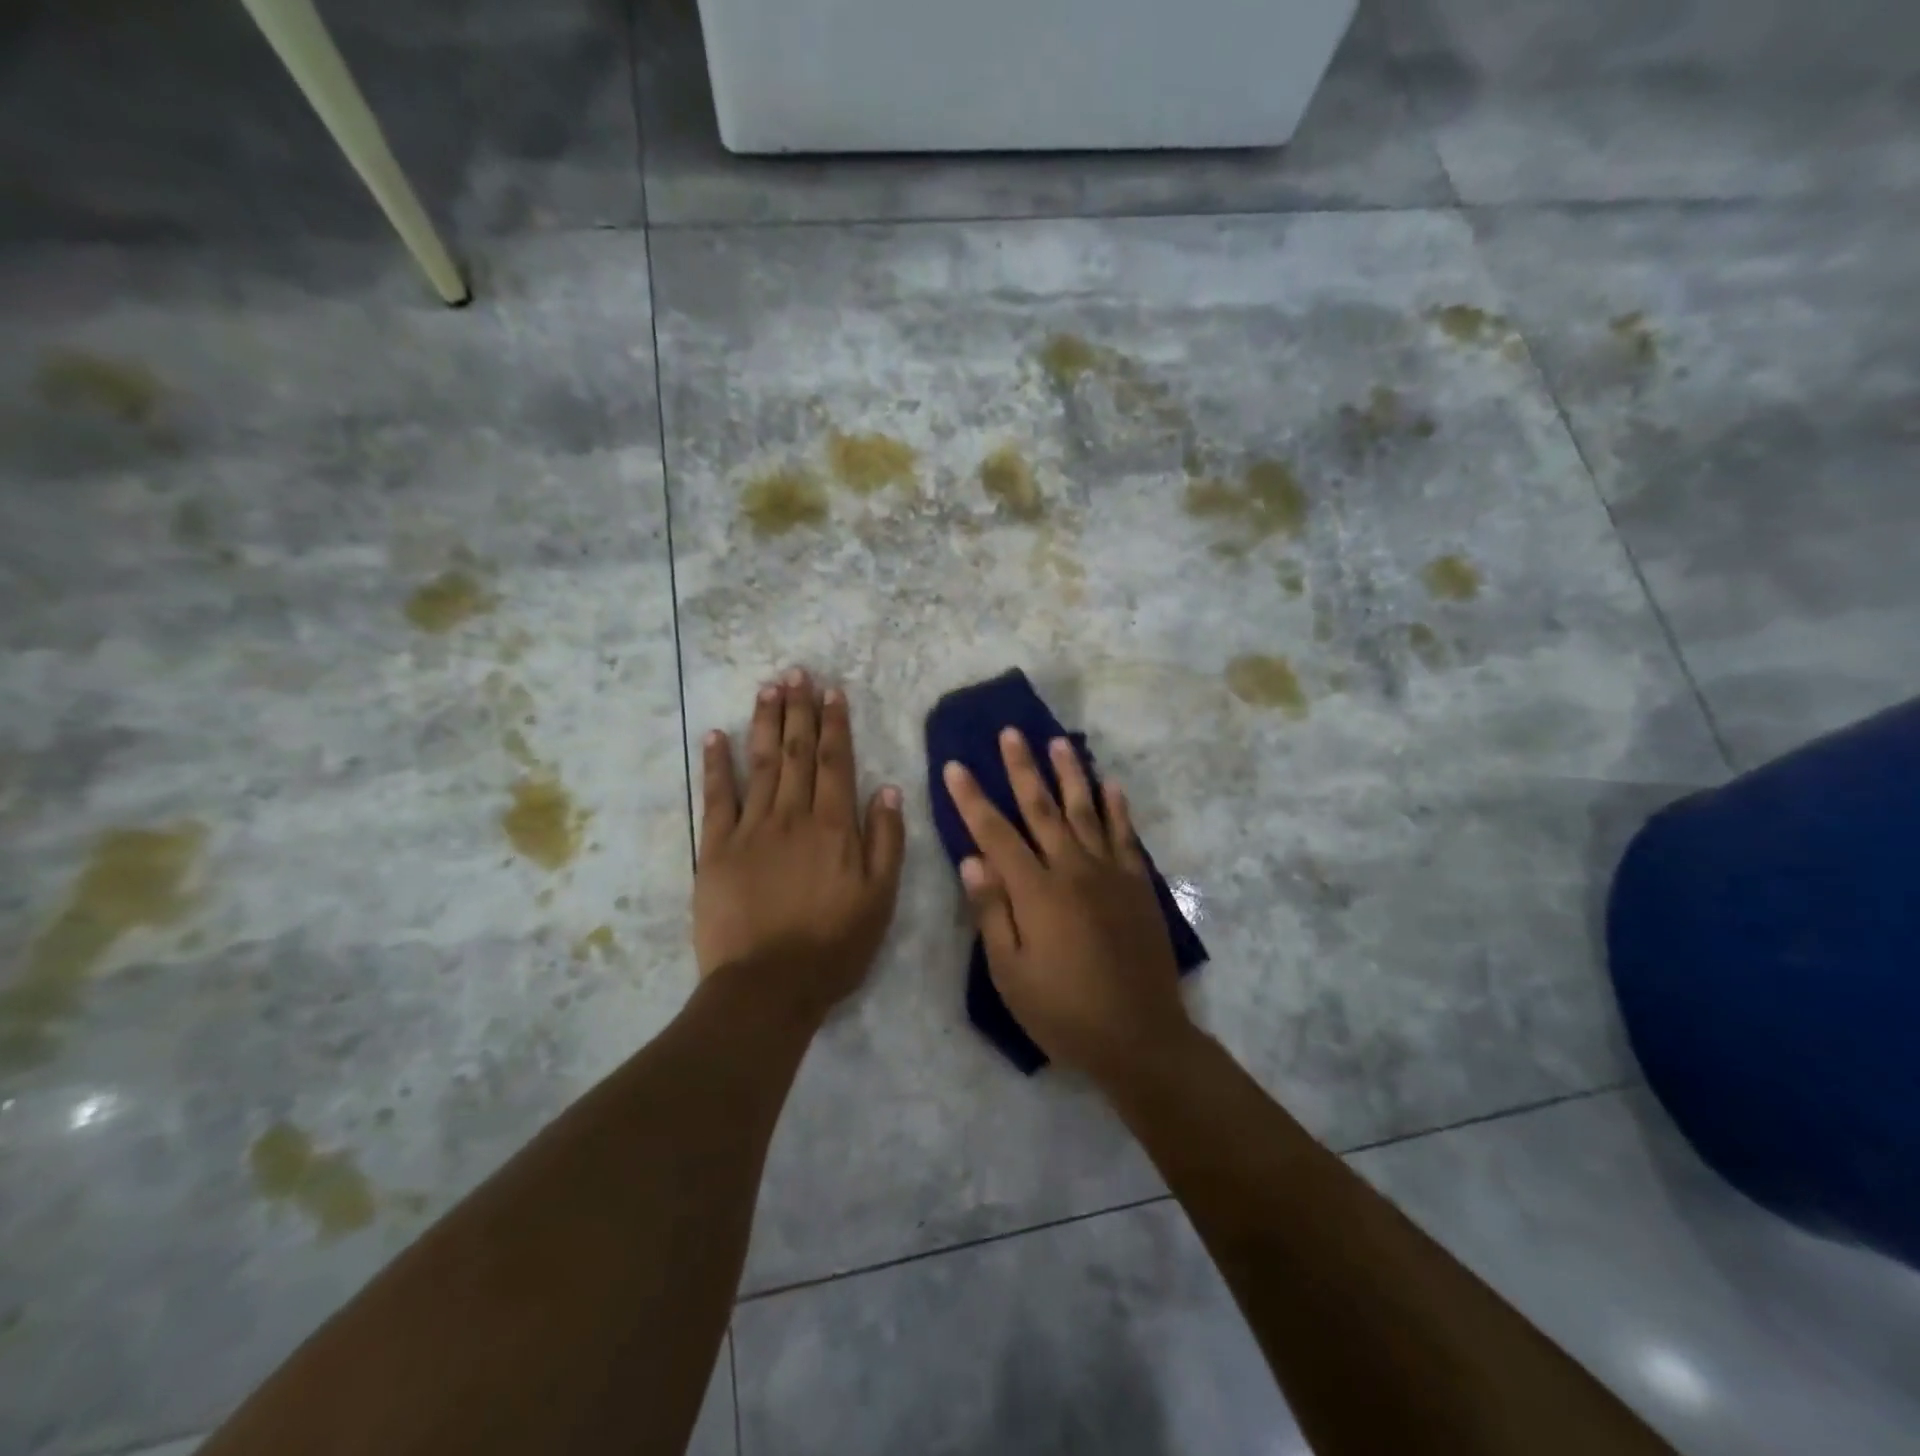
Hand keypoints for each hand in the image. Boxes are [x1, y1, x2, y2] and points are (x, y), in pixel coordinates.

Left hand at [694, 670, 905, 1017]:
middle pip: (795, 752)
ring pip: (760, 763)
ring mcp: (751, 829)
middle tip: (796, 673)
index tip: (831, 692)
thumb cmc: (833, 946)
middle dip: (798, 710)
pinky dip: (717, 764)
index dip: (833, 724)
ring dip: (764, 722)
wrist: (768, 987)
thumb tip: (887, 790)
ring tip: (768, 687)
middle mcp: (793, 816)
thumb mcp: (880, 899)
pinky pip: (717, 798)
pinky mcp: (716, 849)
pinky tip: (716, 736)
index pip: (834, 762)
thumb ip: (885, 842)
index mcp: (834, 827)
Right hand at [943, 730, 1189, 1079]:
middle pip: (1042, 808)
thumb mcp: (1011, 973)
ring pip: (1085, 811)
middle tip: (1011, 733)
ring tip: (1058, 741)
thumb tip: (971, 859)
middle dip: (1022, 769)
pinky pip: (1125, 835)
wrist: (1140, 1036)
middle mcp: (1073, 870)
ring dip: (1070, 773)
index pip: (995, 833)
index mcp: (1036, 892)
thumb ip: (991, 912)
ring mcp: (1110, 874)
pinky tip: (1111, 784)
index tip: (955, 765)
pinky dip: (1117, 807)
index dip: (972, 799)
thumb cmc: (1063, 1011)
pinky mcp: (1138, 885)